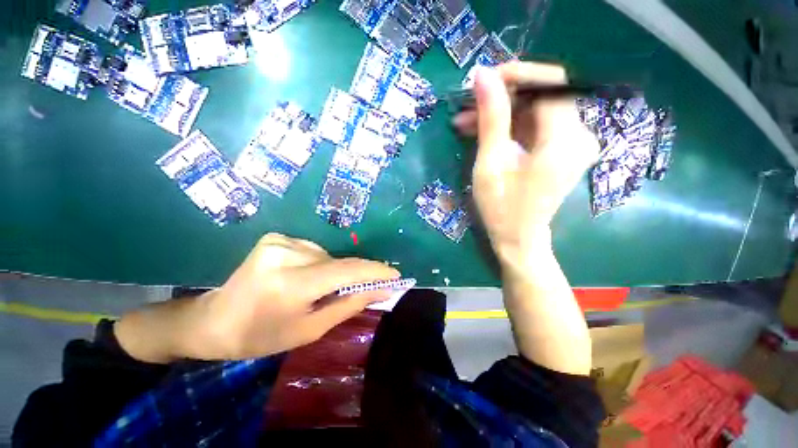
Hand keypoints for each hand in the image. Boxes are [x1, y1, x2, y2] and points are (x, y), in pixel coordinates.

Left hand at [116, 233, 398, 362]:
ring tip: (322, 289)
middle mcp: (285, 254)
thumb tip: (381, 290)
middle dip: (357, 274)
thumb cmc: (261, 336)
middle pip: (338, 261)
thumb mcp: (309, 329)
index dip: (374, 271)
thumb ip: (349, 305)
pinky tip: (307, 277)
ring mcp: (278, 242)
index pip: (345, 271)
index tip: (395, 275)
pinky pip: (314, 250)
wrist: (214, 321)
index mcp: (290, 284)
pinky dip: (320, 264)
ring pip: (327, 255)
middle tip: (367, 288)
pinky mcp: (275, 238)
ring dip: (335, 271)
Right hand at [453, 62, 598, 268]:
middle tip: (468, 104)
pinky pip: (535, 127)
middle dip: (503, 96)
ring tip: (466, 121)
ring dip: (501, 112)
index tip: (483, 79)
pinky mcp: (560, 151)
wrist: (518, 238)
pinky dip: (509, 126)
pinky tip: (483, 132)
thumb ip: (492, 117)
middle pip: (543, 95)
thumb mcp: (491, 163)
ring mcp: (571, 143)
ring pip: (535, 110)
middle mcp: (579, 135)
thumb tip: (483, 76)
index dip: (516, 75)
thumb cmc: (501, 208)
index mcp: (565, 139)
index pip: (550, 84)